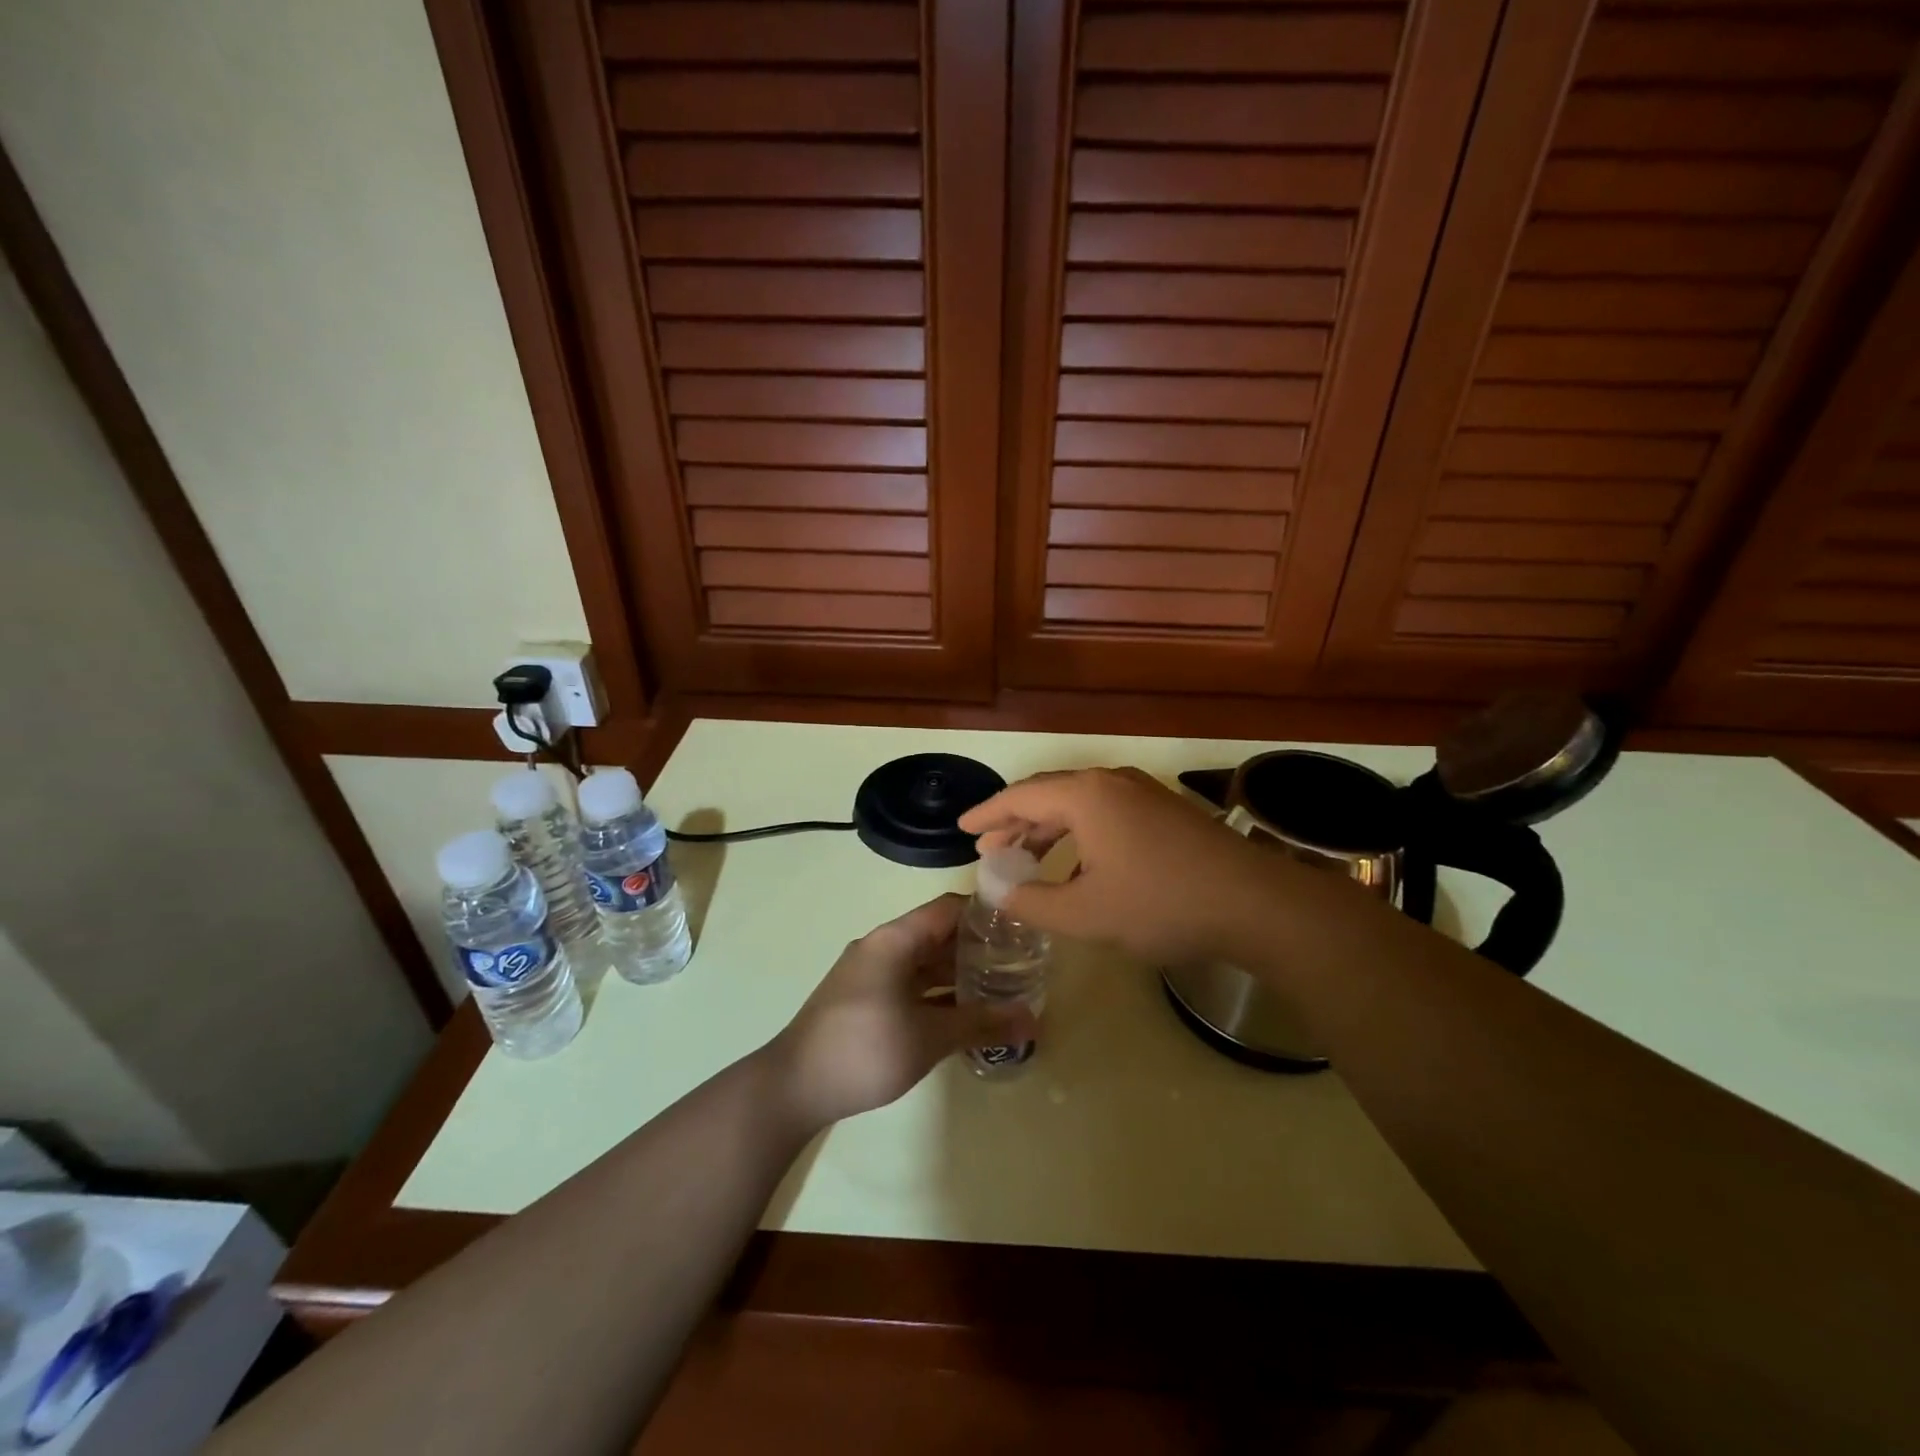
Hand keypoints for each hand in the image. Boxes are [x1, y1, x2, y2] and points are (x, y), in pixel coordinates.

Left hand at [767, 895, 1007, 1129]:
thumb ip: (981, 1024)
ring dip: (958, 974)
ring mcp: (871, 974)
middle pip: (938, 935)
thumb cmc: (864, 1049)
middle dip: (978, 948)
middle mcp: (882, 947)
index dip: (986, 913)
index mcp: (894, 940)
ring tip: (1001, 988)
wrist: (794, 1088)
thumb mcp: (930, 1037)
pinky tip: (964, 1015)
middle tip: (1020, 964)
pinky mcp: (865, 1000)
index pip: (949, 909)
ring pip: (924, 963)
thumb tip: (1033, 1019)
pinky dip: (937, 994)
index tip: (1022, 927)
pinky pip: (910, 985)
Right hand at [958, 767, 1291, 965]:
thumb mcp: (1087, 914)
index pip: (1021, 797)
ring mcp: (1143, 792)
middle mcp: (1111, 782)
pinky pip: (1105, 811)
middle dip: (1015, 820)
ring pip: (1079, 802)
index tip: (963, 829)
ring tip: (1025, 854)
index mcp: (1086, 796)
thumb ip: (1035, 902)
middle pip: (1048, 794)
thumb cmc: (1161, 904)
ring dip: (1047, 827)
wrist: (1255, 903)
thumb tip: (1002, 891)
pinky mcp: (1165, 810)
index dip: (987, 814)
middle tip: (989, 846)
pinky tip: (1078, 861)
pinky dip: (1078, 831)